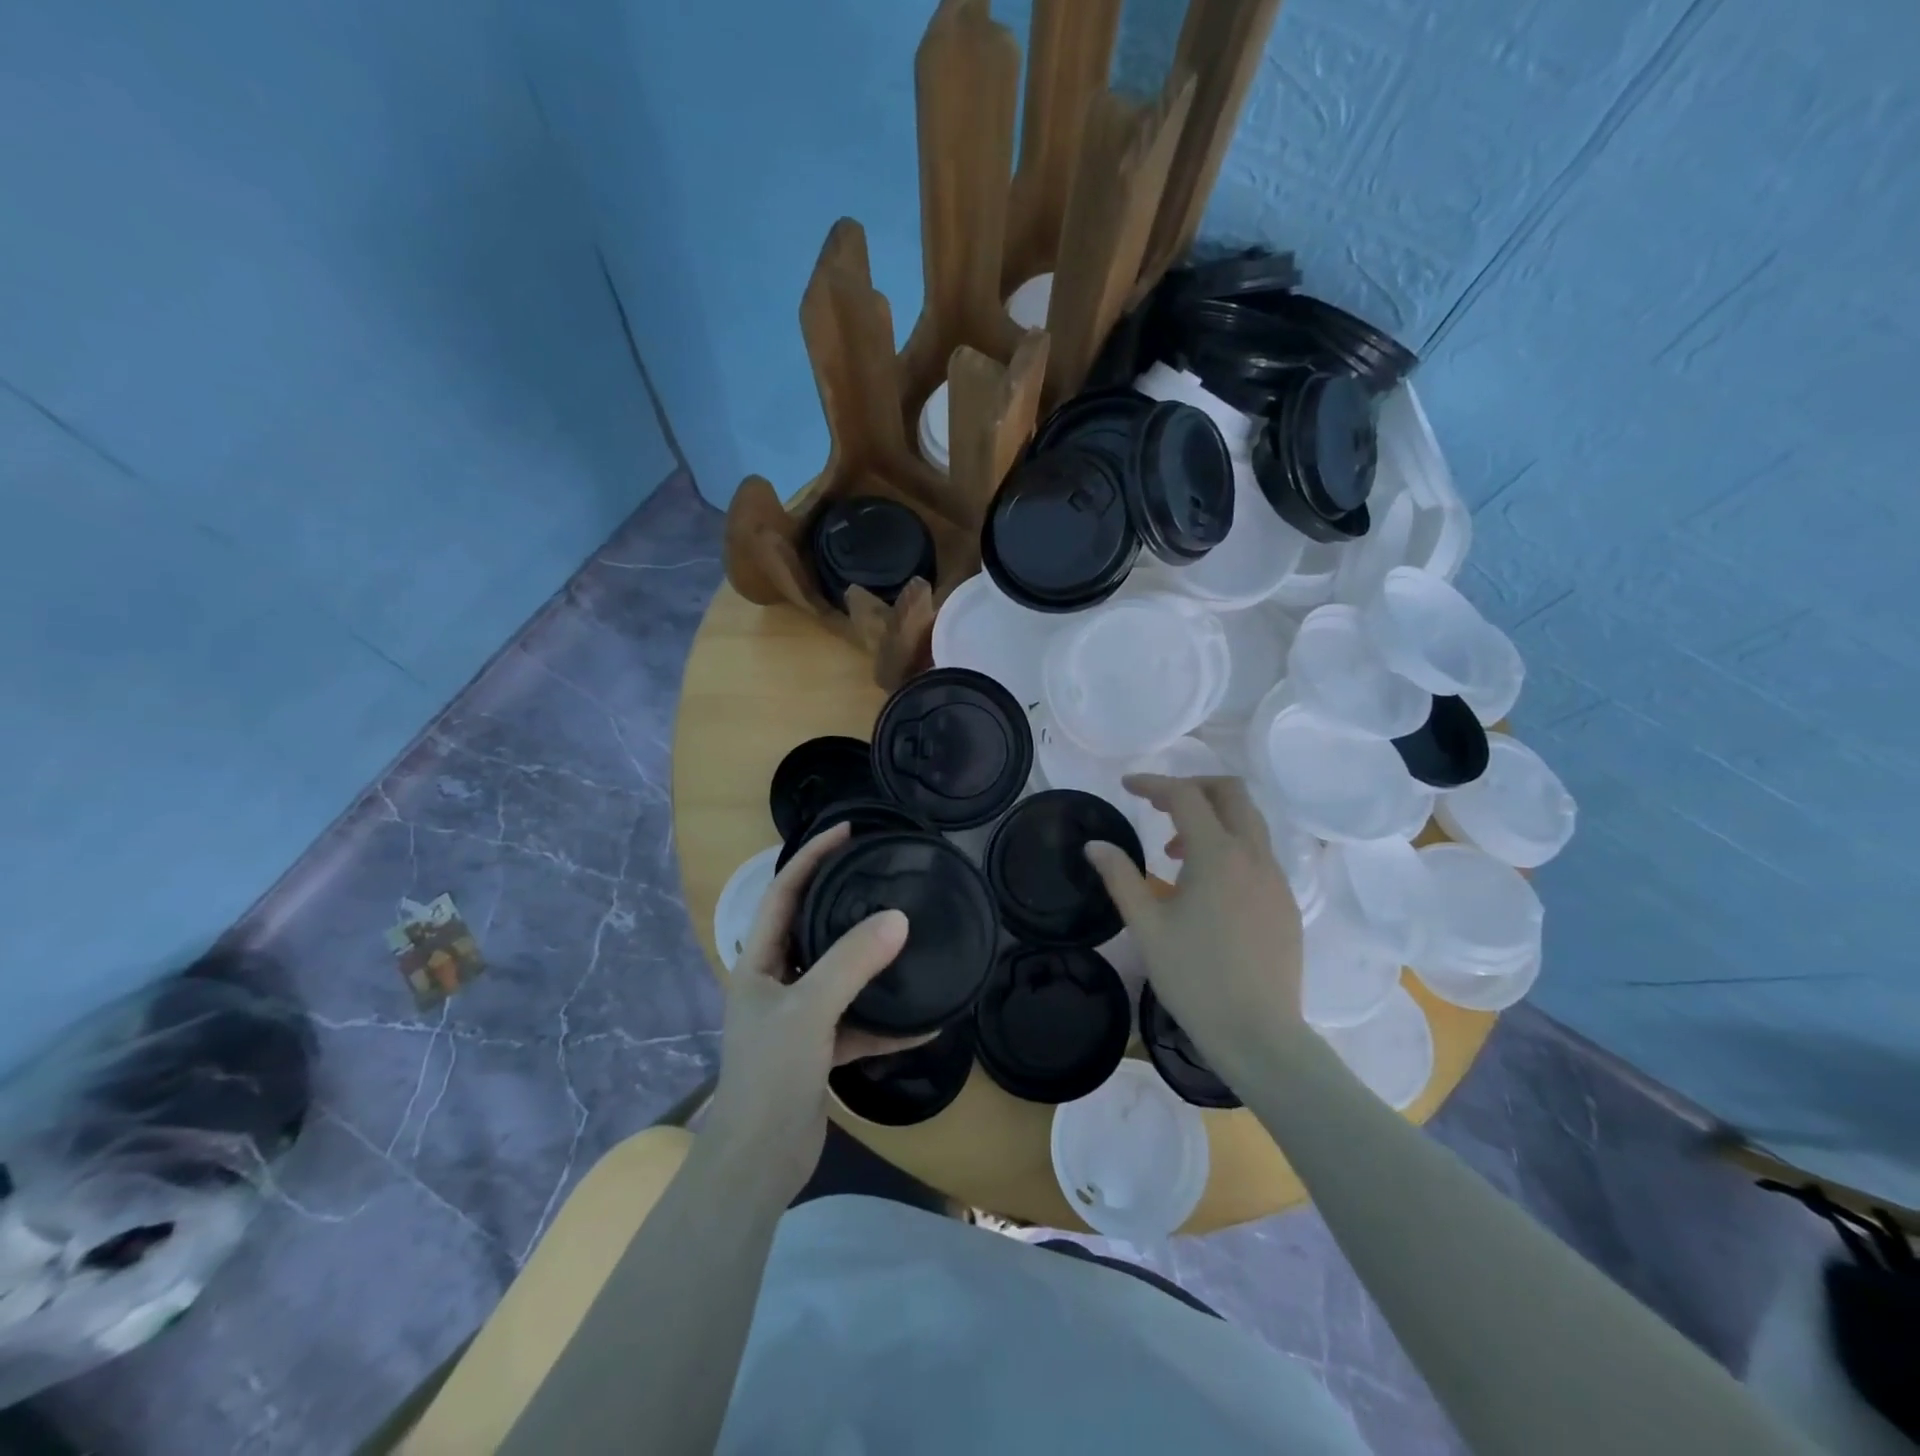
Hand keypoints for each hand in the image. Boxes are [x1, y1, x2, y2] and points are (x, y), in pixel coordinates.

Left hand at [704, 823, 920, 1195]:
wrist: (760, 1163)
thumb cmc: (770, 1074)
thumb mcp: (810, 1009)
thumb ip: (852, 962)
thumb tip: (898, 918)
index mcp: (759, 961)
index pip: (784, 892)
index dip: (812, 856)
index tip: (848, 830)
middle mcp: (776, 981)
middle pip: (813, 927)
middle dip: (844, 900)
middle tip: (883, 874)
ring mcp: (798, 1016)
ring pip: (839, 974)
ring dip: (872, 962)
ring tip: (908, 936)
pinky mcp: (819, 1048)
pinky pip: (858, 1021)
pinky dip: (886, 1021)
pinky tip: (925, 1023)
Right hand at [1084, 774, 1307, 1081]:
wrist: (1258, 1034)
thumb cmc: (1194, 977)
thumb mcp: (1146, 926)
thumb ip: (1120, 877)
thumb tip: (1094, 844)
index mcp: (1218, 855)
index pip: (1185, 796)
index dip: (1153, 784)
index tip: (1126, 786)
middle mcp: (1254, 856)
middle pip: (1231, 793)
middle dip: (1193, 787)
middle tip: (1158, 806)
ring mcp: (1276, 879)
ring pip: (1249, 822)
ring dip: (1212, 818)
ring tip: (1175, 851)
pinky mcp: (1286, 903)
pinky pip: (1258, 854)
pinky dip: (1229, 847)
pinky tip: (1206, 887)